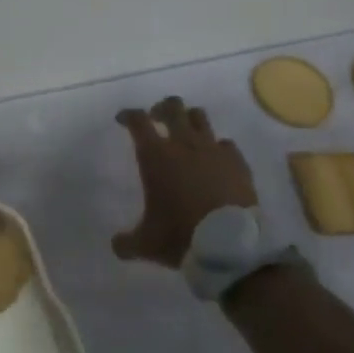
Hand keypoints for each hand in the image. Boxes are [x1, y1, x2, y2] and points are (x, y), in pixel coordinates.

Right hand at [112, 96, 258, 267]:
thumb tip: (116, 244)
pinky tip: (216, 160)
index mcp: (156, 156)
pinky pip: (225, 144)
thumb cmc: (181, 236)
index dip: (128, 115)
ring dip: (189, 120)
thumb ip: (127, 242)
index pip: (138, 121)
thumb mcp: (146, 244)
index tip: (123, 119)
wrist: (230, 245)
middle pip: (172, 107)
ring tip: (186, 133)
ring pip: (199, 116)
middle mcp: (183, 143)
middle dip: (162, 108)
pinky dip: (218, 148)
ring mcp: (213, 149)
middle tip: (156, 119)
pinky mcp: (237, 160)